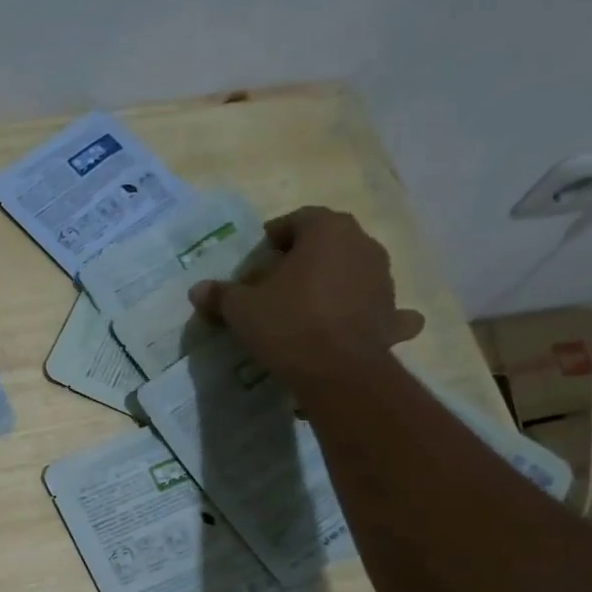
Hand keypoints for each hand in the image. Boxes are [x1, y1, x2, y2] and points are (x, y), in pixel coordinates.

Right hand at [188, 206, 424, 389]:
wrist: (337, 372)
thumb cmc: (287, 324)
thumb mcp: (242, 309)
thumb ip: (221, 294)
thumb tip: (198, 289)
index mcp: (327, 230)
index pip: (297, 220)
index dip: (273, 238)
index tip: (257, 260)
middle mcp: (362, 244)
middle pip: (327, 244)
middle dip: (303, 260)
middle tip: (276, 286)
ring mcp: (383, 279)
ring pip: (353, 272)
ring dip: (333, 283)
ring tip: (306, 309)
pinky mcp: (392, 314)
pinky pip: (382, 308)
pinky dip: (371, 313)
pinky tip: (357, 325)